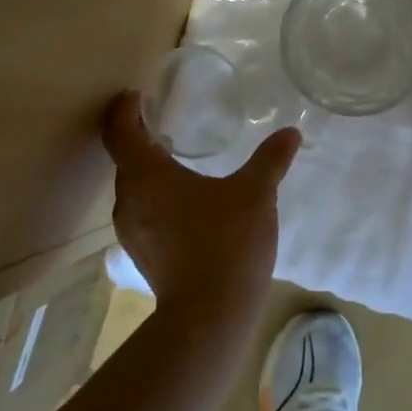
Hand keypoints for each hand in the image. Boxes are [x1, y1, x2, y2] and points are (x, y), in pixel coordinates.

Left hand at [102, 91, 299, 327]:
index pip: (120, 131)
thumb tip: (291, 132)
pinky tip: (184, 203)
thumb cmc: (227, 242)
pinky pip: (142, 212)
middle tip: (160, 122)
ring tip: (174, 159)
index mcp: (146, 175)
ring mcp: (131, 231)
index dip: (123, 110)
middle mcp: (128, 199)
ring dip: (146, 170)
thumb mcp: (256, 194)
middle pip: (123, 159)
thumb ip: (271, 160)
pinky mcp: (142, 255)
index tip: (133, 96)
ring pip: (132, 189)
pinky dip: (155, 197)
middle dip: (137, 138)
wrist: (210, 315)